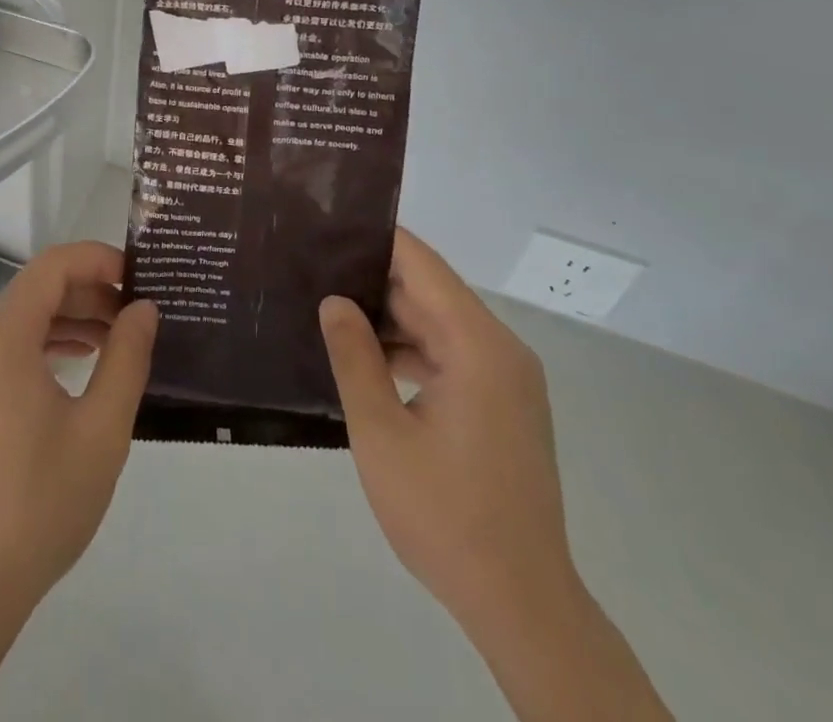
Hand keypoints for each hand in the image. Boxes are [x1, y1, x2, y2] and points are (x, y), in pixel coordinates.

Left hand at [0, 241, 157, 614]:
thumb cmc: (39, 504)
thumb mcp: (101, 429)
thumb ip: (127, 356)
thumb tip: (143, 308)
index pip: (53, 265)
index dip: (99, 260)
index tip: (139, 278)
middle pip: (36, 290)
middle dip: (89, 294)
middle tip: (136, 316)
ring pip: (18, 317)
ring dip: (67, 320)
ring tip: (115, 340)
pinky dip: (38, 344)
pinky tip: (75, 363)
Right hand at [319, 228, 574, 627]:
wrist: (521, 605)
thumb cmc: (445, 514)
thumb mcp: (381, 432)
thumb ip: (354, 356)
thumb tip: (334, 300)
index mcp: (478, 346)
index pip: (421, 264)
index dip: (374, 239)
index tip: (326, 227)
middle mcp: (500, 351)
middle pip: (430, 292)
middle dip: (372, 279)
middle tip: (311, 268)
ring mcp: (505, 380)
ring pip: (437, 325)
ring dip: (387, 318)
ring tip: (325, 306)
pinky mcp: (501, 406)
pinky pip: (449, 356)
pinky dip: (409, 351)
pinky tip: (362, 357)